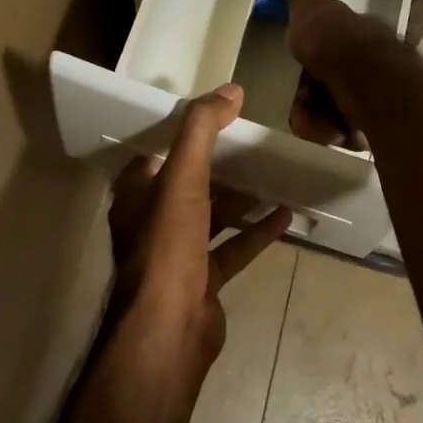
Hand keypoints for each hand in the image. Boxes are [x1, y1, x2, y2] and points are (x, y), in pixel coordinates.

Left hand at [106, 83, 291, 366]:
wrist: (167, 332)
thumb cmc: (167, 246)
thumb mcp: (183, 177)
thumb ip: (202, 130)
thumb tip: (230, 89)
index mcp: (138, 194)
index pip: (159, 151)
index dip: (184, 131)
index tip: (218, 114)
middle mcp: (153, 221)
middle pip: (191, 182)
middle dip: (221, 164)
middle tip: (254, 141)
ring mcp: (178, 254)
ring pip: (213, 215)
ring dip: (242, 197)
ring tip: (275, 174)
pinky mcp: (203, 280)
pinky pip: (232, 247)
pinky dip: (256, 231)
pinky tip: (284, 215)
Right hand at [276, 0, 394, 148]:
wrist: (371, 84)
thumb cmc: (335, 43)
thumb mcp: (310, 11)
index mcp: (359, 33)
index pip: (329, 47)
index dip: (309, 61)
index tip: (296, 70)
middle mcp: (373, 61)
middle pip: (330, 82)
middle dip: (309, 96)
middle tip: (300, 106)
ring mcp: (380, 92)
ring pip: (336, 108)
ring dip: (318, 117)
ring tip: (314, 123)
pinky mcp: (382, 122)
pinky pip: (349, 130)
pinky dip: (335, 132)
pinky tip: (332, 132)